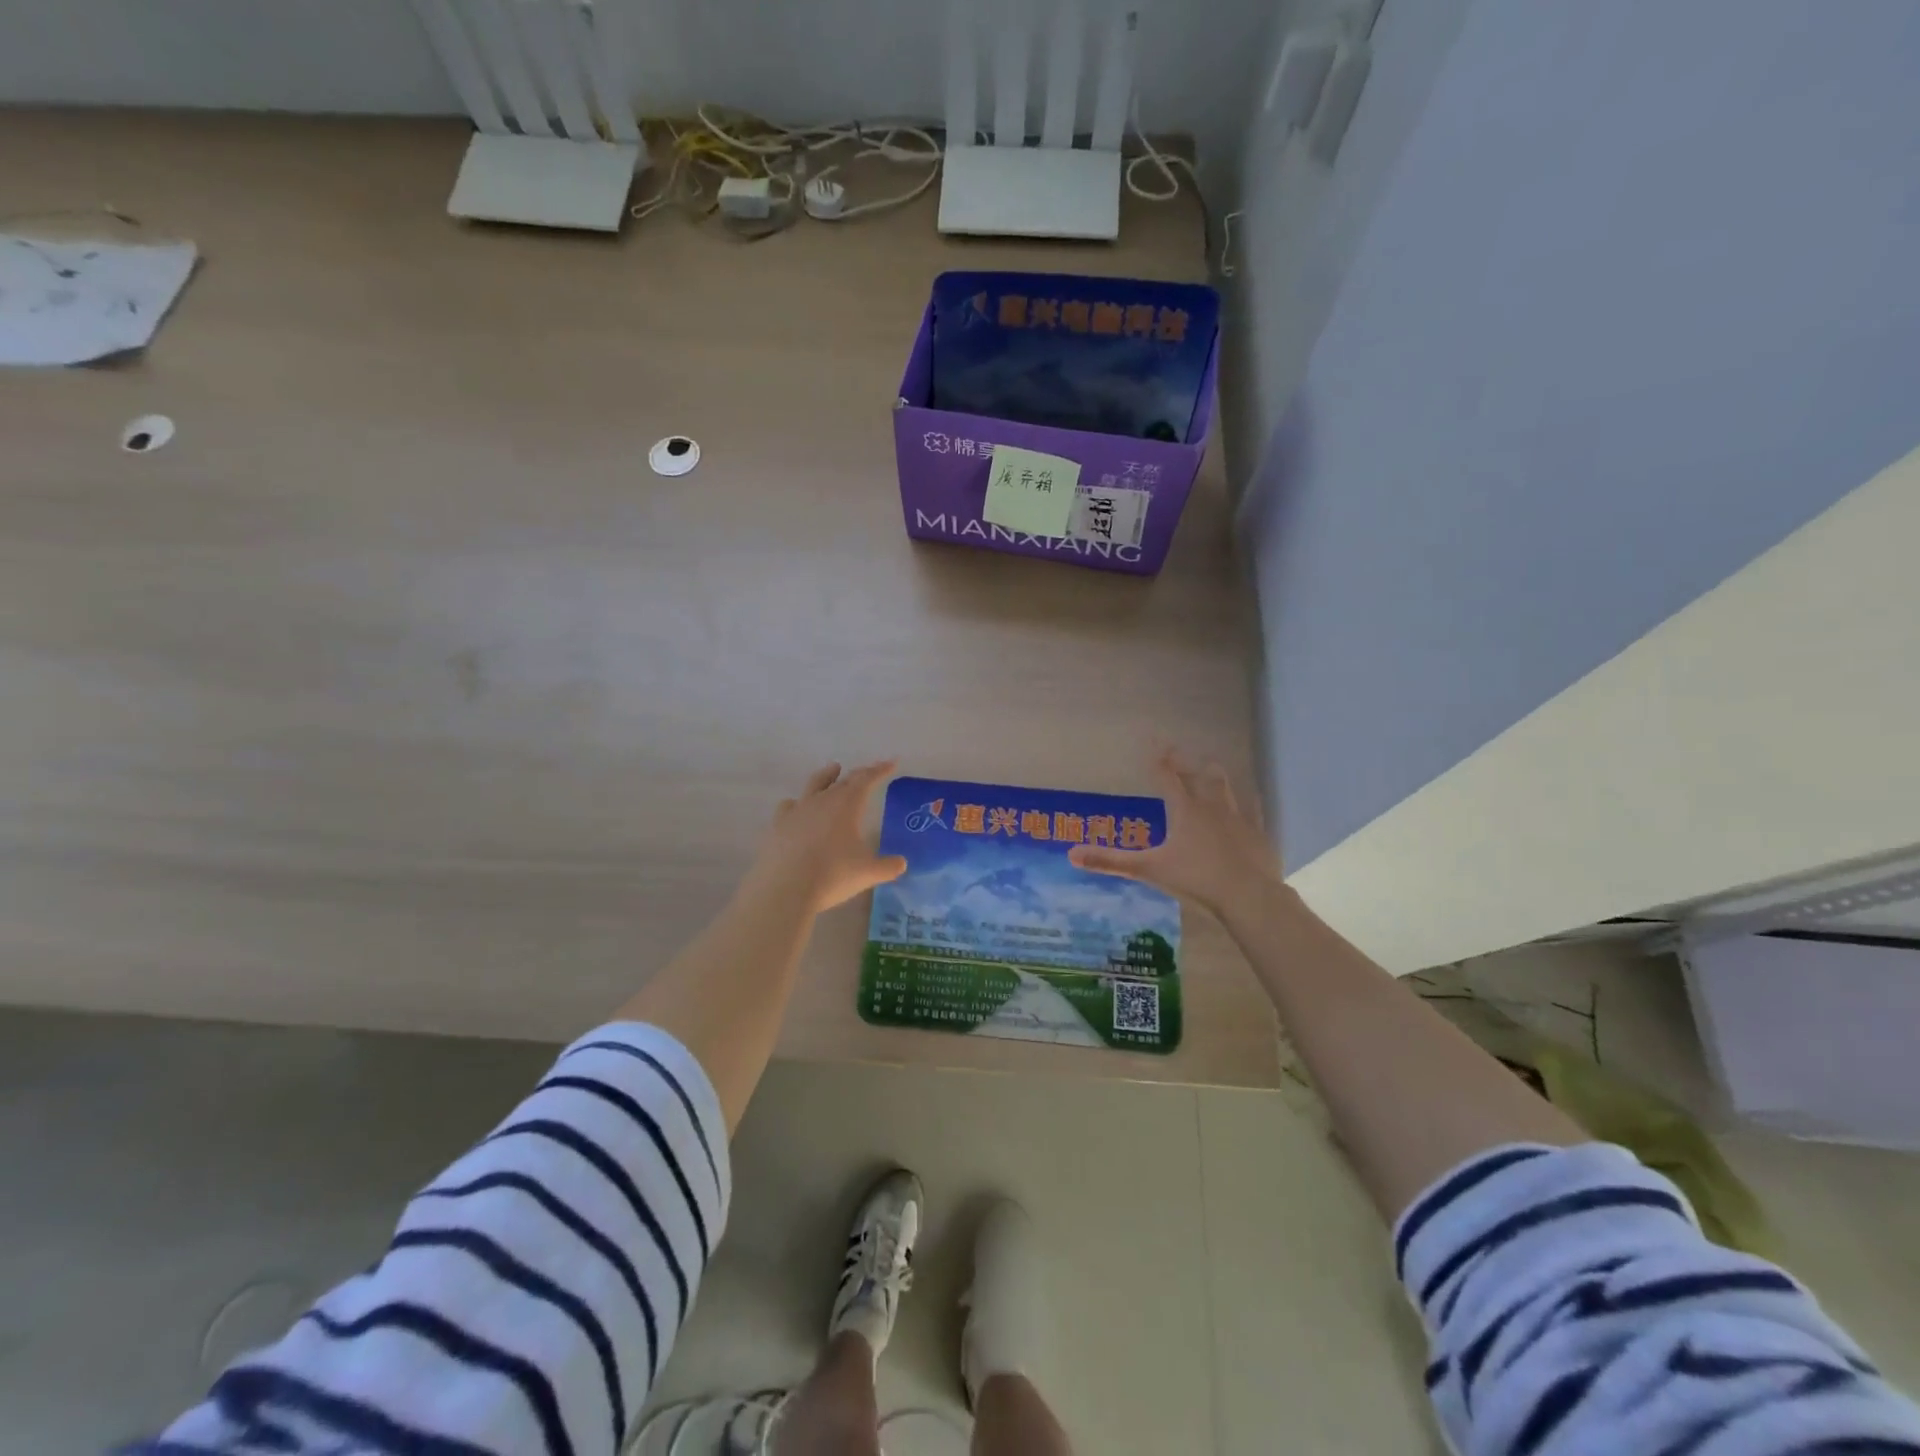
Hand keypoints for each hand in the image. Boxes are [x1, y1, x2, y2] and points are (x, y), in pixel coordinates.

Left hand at [745, 760, 907, 914]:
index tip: (891, 762)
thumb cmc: (832, 875)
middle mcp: (823, 800)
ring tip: (833, 769)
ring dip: (827, 776)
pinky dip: (798, 803)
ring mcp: (798, 810)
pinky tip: (798, 808)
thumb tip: (901, 863)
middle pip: (844, 780)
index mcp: (847, 804)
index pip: (867, 780)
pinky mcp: (778, 824)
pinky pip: (790, 806)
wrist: (784, 888)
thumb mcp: (868, 873)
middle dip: (859, 774)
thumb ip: (888, 866)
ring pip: (815, 784)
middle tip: (869, 771)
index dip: (881, 770)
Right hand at [1068, 748, 1282, 919]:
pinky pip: (1252, 811)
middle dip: (1186, 762)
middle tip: (1178, 752)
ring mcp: (1237, 818)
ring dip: (1215, 775)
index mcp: (1184, 809)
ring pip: (1225, 787)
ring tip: (1211, 765)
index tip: (1152, 739)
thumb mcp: (1149, 870)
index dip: (1157, 758)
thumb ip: (1111, 861)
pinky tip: (1250, 801)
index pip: (1166, 776)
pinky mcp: (1256, 834)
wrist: (1248, 894)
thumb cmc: (1196, 878)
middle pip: (1197, 775)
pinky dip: (1247, 803)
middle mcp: (1210, 806)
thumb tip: (1072, 855)